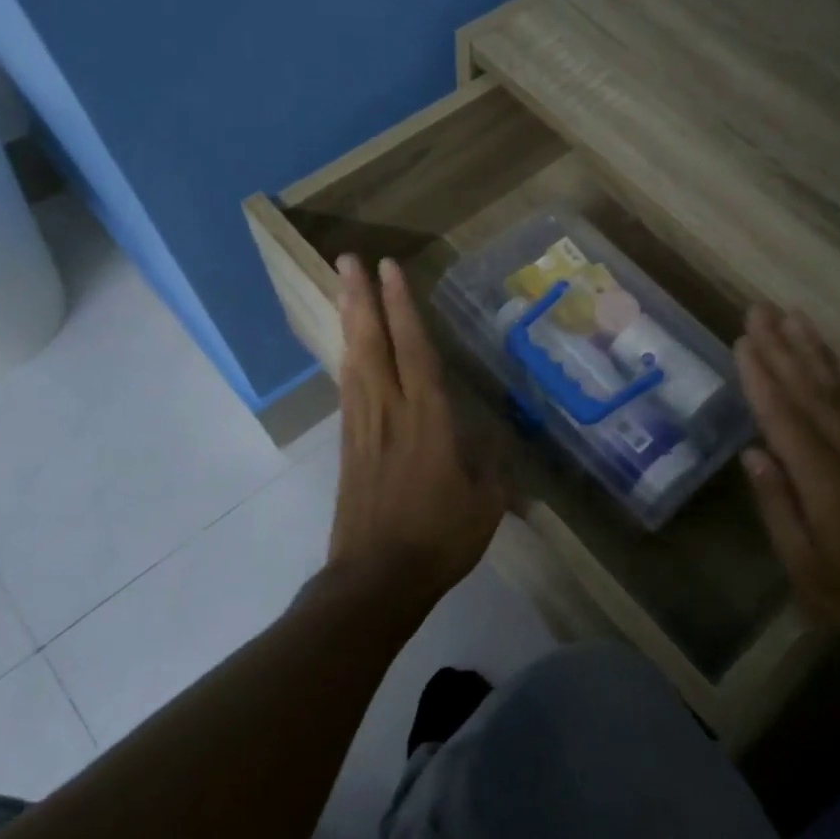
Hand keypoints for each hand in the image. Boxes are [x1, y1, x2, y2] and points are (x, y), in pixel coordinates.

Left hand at [327, 254, 506, 607]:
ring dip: (349, 321)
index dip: (403, 307)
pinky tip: (347, 347)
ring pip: (354, 361)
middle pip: (372, 344)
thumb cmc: (439, 539)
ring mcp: (363, 427)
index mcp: (428, 420)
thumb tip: (496, 440)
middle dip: (361, 298)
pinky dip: (347, 358)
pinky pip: (348, 389)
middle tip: (348, 259)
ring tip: (343, 286)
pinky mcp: (348, 446)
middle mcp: (390, 412)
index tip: (390, 269)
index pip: (415, 350)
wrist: (376, 579)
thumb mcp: (486, 503)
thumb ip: (491, 465)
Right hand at [735, 304, 839, 651]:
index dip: (761, 376)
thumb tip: (753, 454)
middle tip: (759, 309)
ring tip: (793, 315)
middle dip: (781, 347)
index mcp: (824, 480)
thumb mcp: (809, 571)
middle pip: (811, 389)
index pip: (783, 416)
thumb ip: (779, 508)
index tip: (742, 339)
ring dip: (815, 348)